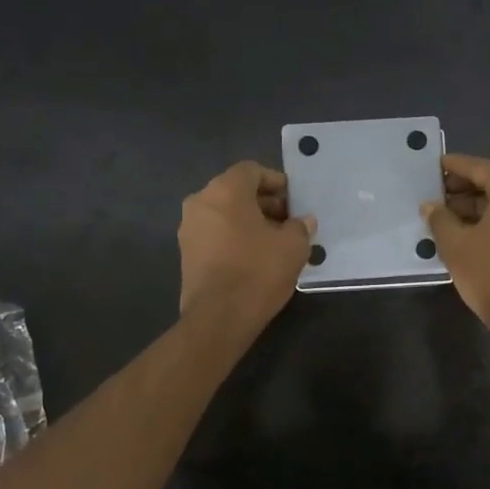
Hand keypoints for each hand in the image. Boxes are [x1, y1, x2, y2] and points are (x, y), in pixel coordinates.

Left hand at [178, 162, 315, 331]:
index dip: (276, 181)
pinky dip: (234, 237)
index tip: (294, 200)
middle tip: (288, 221)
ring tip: (275, 241)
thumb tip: (303, 221)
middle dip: (264, 202)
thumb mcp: (293, 246)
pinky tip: (255, 257)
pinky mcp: (186, 254)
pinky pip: (215, 234)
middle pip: (236, 191)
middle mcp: (201, 202)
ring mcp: (189, 229)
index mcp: (225, 190)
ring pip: (224, 213)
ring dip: (249, 221)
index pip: (252, 171)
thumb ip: (300, 227)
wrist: (219, 317)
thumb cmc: (258, 271)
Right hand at [422, 154, 489, 354]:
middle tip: (439, 191)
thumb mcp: (455, 245)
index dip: (456, 165)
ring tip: (448, 213)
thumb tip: (430, 205)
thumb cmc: (489, 275)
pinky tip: (469, 228)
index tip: (435, 165)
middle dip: (467, 184)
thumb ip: (440, 218)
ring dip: (479, 201)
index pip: (481, 168)